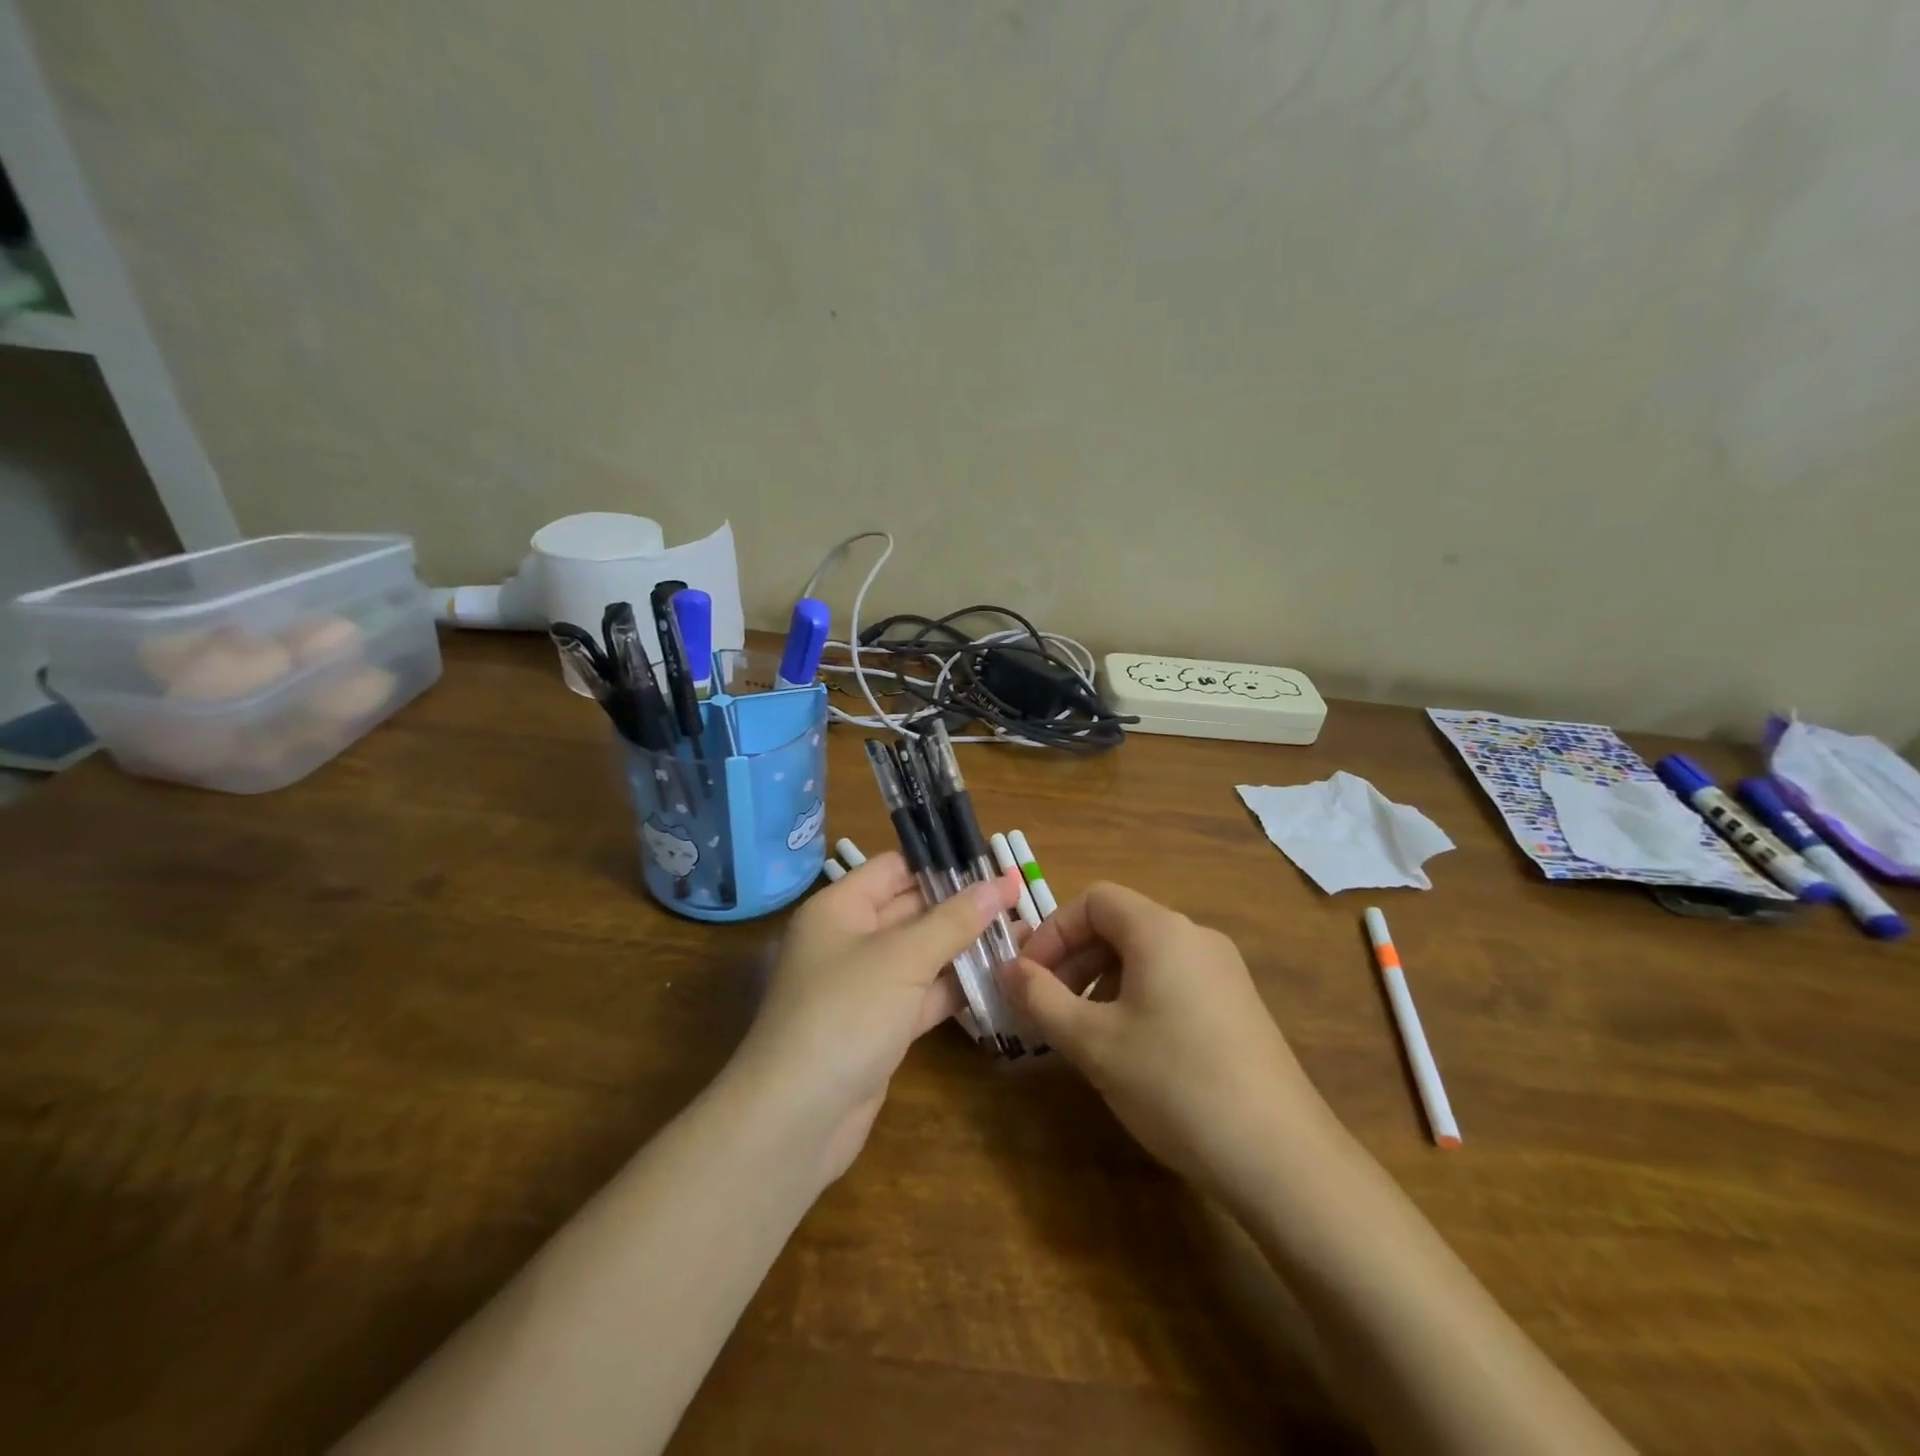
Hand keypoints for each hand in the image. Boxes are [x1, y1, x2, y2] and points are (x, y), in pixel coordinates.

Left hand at [735, 852, 1022, 1182]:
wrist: (795, 1119)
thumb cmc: (844, 1013)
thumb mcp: (903, 958)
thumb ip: (954, 920)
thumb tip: (1002, 882)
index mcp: (839, 908)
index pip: (895, 868)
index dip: (942, 863)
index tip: (993, 863)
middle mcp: (849, 940)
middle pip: (911, 909)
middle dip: (962, 905)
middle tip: (1019, 899)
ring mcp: (864, 987)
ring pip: (921, 955)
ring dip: (965, 947)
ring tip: (1022, 934)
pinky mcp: (879, 1027)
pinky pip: (922, 995)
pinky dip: (955, 988)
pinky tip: (1000, 979)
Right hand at [1000, 882, 1332, 1198]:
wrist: (1281, 1158)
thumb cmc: (1174, 1083)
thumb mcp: (1093, 1041)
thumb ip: (1040, 998)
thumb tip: (1006, 968)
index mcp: (1161, 930)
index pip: (1094, 900)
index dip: (1052, 931)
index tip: (1028, 977)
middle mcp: (1196, 937)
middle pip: (1119, 925)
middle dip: (1073, 959)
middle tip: (1046, 1007)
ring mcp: (1223, 972)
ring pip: (1145, 956)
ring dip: (1101, 981)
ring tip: (1082, 1033)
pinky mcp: (1238, 1007)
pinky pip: (1172, 981)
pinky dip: (1136, 998)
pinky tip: (1129, 1049)